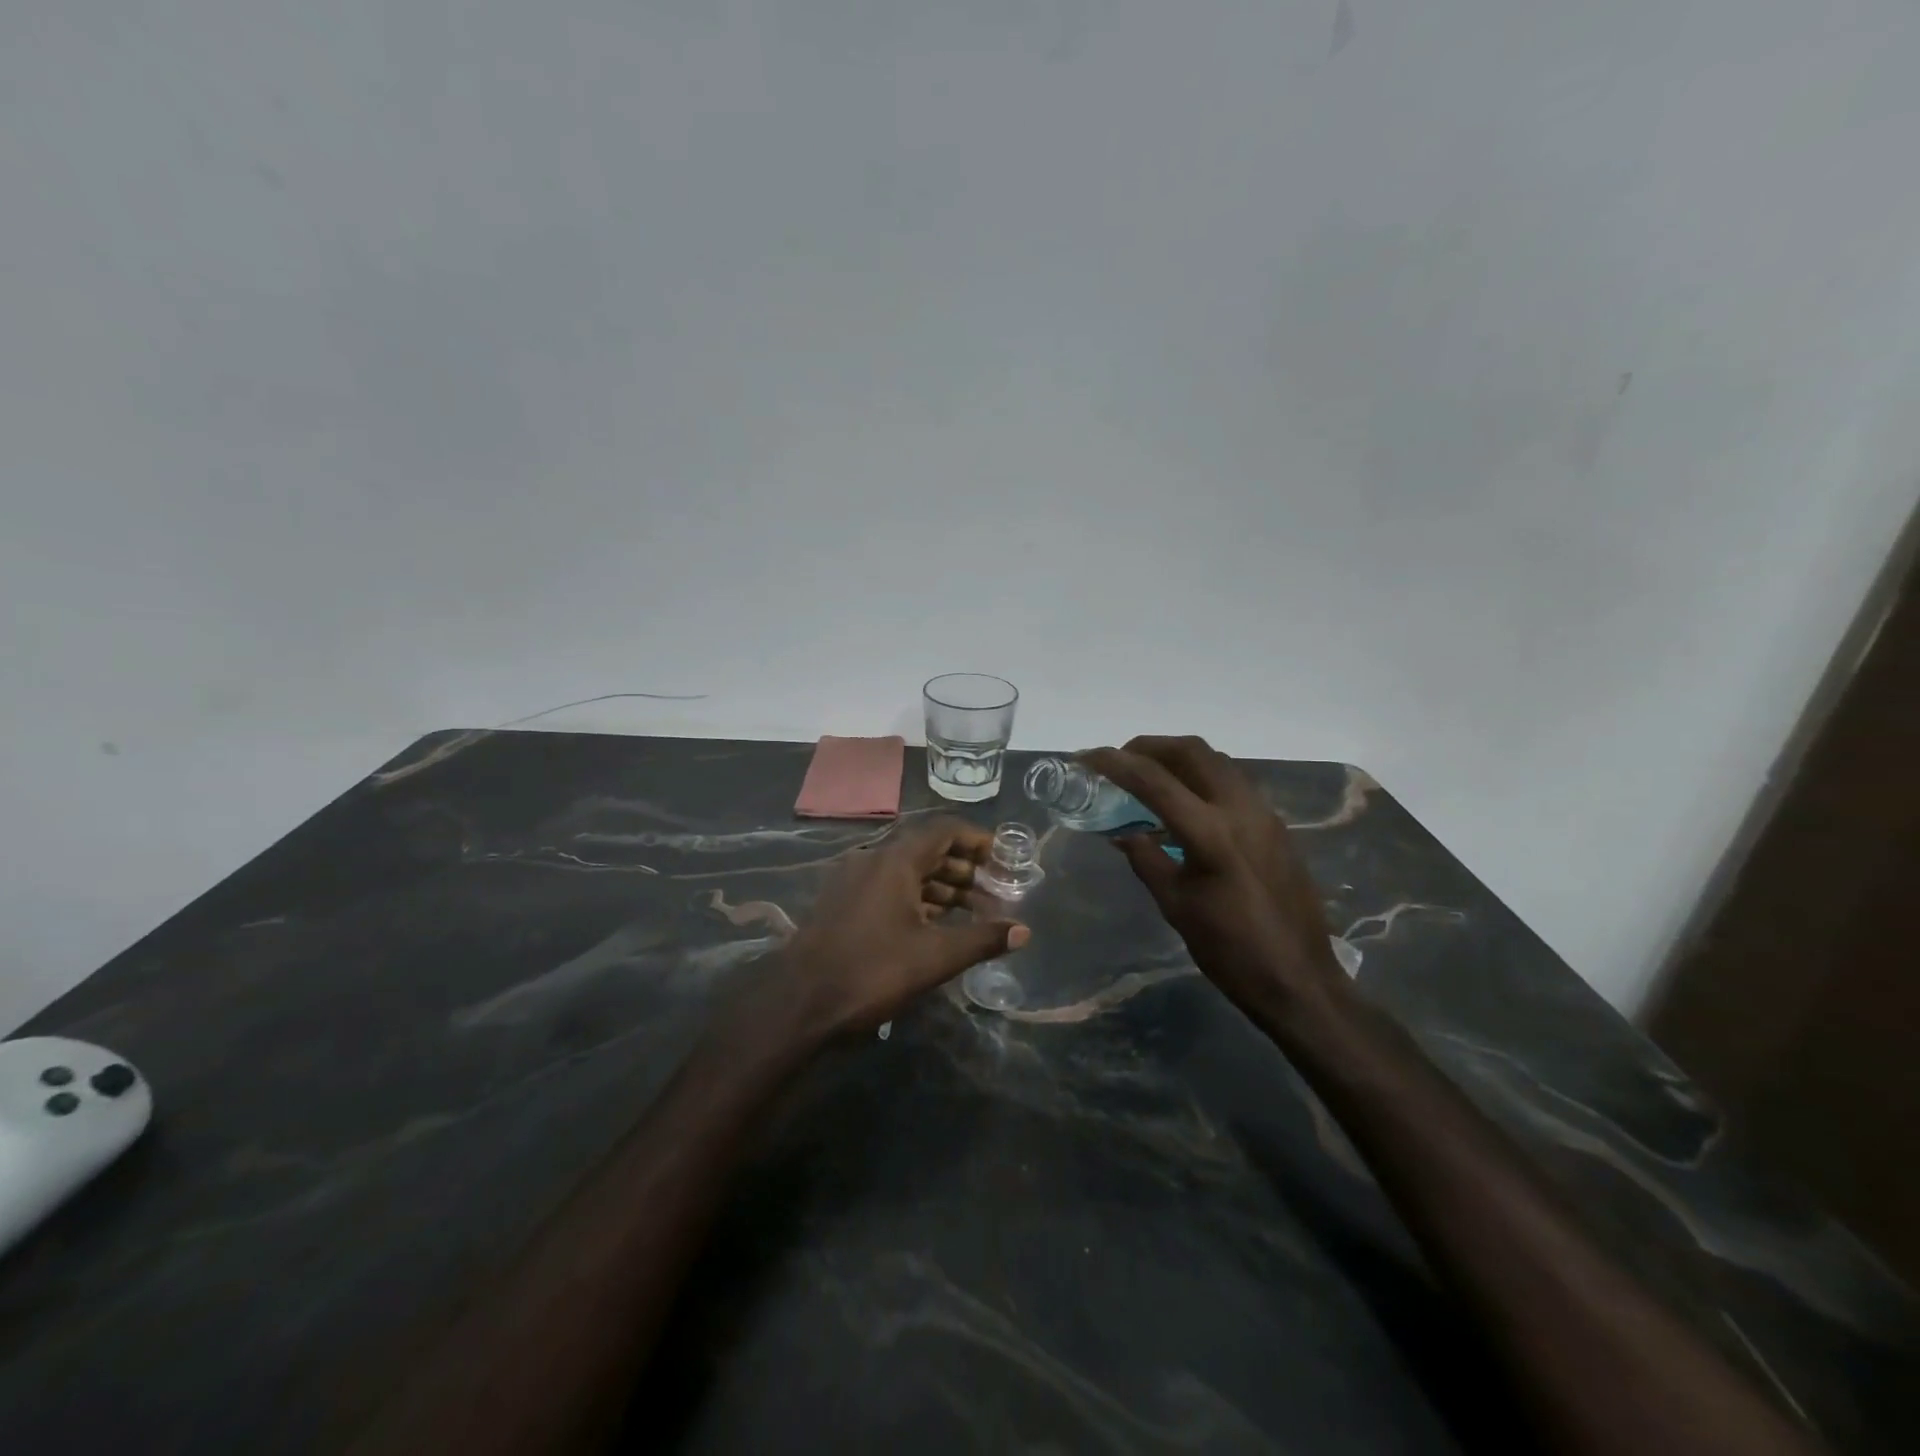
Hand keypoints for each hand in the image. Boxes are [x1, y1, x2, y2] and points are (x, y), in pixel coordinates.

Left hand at [777, 817, 1029, 1037]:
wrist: (799, 1002)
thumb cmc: (872, 970)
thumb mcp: (934, 957)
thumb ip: (982, 939)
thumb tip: (1023, 931)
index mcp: (895, 860)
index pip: (944, 830)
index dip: (977, 840)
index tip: (1002, 860)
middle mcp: (873, 860)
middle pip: (926, 849)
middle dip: (964, 868)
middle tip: (993, 891)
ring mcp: (853, 880)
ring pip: (907, 871)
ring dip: (941, 886)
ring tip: (972, 912)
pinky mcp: (842, 903)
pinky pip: (888, 888)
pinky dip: (917, 898)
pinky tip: (934, 925)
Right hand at [1082, 737, 1343, 1015]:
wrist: (1300, 980)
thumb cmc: (1230, 951)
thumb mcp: (1176, 906)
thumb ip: (1146, 860)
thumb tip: (1122, 833)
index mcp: (1210, 833)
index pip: (1153, 780)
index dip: (1115, 763)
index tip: (1086, 757)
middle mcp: (1240, 810)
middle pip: (1191, 751)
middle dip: (1149, 746)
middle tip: (1120, 760)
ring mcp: (1264, 814)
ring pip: (1216, 761)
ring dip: (1178, 757)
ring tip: (1149, 775)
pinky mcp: (1276, 825)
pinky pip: (1233, 781)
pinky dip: (1202, 776)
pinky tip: (1186, 802)